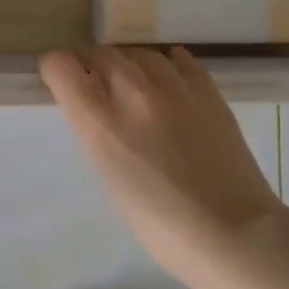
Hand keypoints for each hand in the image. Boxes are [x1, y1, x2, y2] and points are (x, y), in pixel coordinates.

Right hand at [40, 47, 282, 279]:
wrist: (233, 234)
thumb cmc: (160, 224)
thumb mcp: (110, 180)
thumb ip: (98, 136)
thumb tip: (97, 113)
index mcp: (100, 124)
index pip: (61, 67)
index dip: (55, 68)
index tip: (58, 78)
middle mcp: (133, 95)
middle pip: (100, 54)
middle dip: (89, 62)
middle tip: (91, 78)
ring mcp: (175, 90)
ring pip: (140, 54)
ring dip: (128, 62)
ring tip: (130, 78)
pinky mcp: (209, 93)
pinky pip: (182, 61)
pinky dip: (169, 62)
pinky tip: (168, 70)